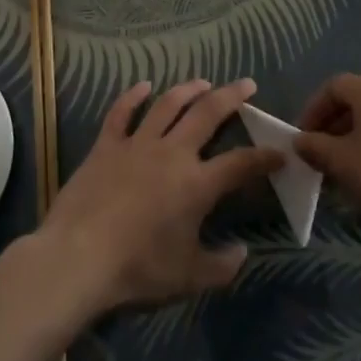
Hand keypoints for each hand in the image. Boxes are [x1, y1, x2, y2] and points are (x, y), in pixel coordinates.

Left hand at [36, 79, 283, 316]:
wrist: (80, 255)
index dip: (264, 157)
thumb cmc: (138, 268)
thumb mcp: (188, 277)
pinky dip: (133, 96)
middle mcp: (172, 153)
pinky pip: (122, 112)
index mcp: (197, 184)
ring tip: (203, 82)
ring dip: (188, 90)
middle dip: (232, 97)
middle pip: (208, 114)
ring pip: (168, 105)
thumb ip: (220, 266)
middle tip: (247, 84)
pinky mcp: (107, 145)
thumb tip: (241, 253)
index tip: (280, 152)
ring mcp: (138, 144)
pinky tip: (143, 86)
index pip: (241, 164)